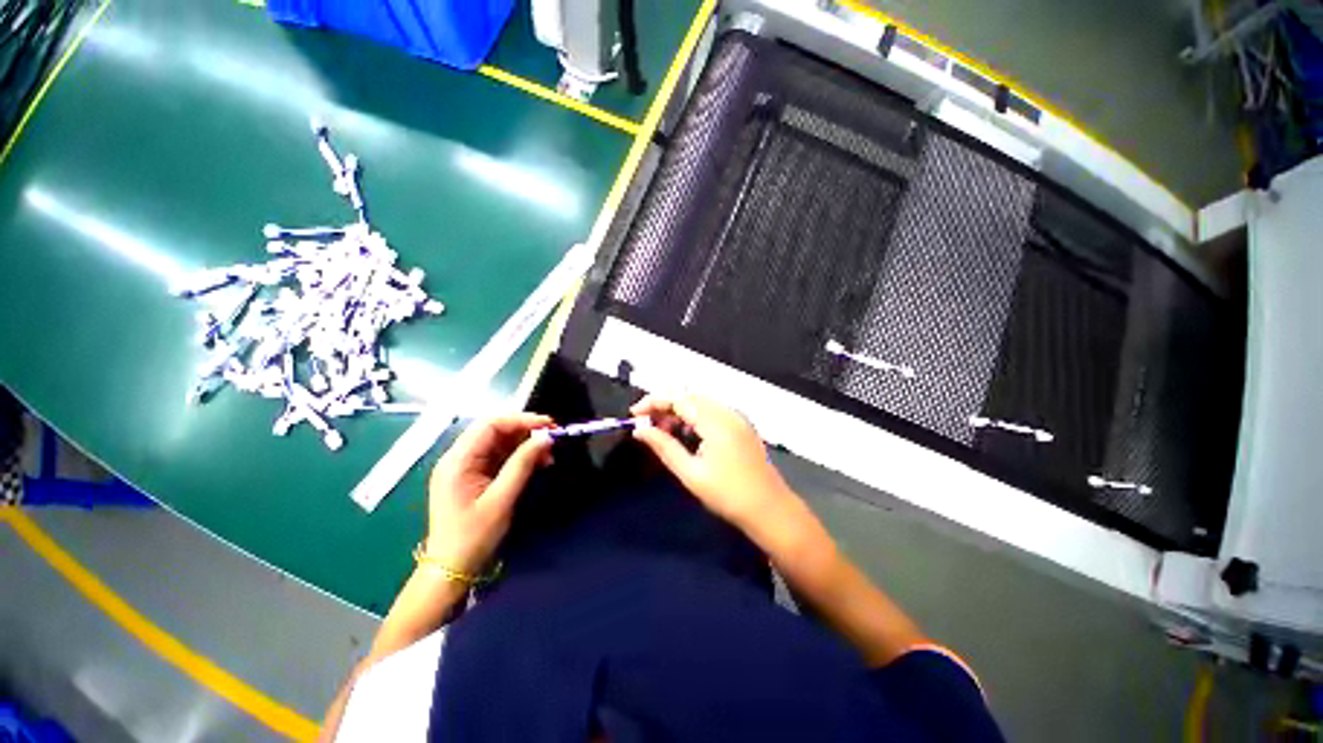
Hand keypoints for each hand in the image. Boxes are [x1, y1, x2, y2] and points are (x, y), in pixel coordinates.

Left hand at [425, 413, 553, 573]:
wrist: (450, 570)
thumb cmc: (474, 536)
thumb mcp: (502, 499)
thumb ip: (522, 464)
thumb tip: (545, 438)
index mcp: (458, 461)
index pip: (490, 425)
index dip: (521, 420)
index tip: (548, 425)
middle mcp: (458, 458)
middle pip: (494, 431)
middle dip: (525, 430)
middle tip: (552, 436)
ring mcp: (464, 468)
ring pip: (498, 443)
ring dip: (524, 444)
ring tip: (548, 453)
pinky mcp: (472, 477)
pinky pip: (498, 457)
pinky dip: (518, 457)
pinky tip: (537, 463)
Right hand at [631, 394, 796, 530]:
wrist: (770, 509)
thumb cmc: (728, 495)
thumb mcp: (690, 473)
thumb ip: (664, 446)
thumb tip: (639, 430)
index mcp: (715, 421)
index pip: (678, 398)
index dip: (653, 401)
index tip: (633, 414)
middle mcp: (727, 411)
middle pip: (689, 396)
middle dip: (664, 406)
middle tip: (646, 426)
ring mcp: (737, 417)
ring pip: (700, 402)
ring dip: (678, 411)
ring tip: (663, 432)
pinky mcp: (741, 425)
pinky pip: (712, 411)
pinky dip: (694, 417)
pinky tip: (686, 435)